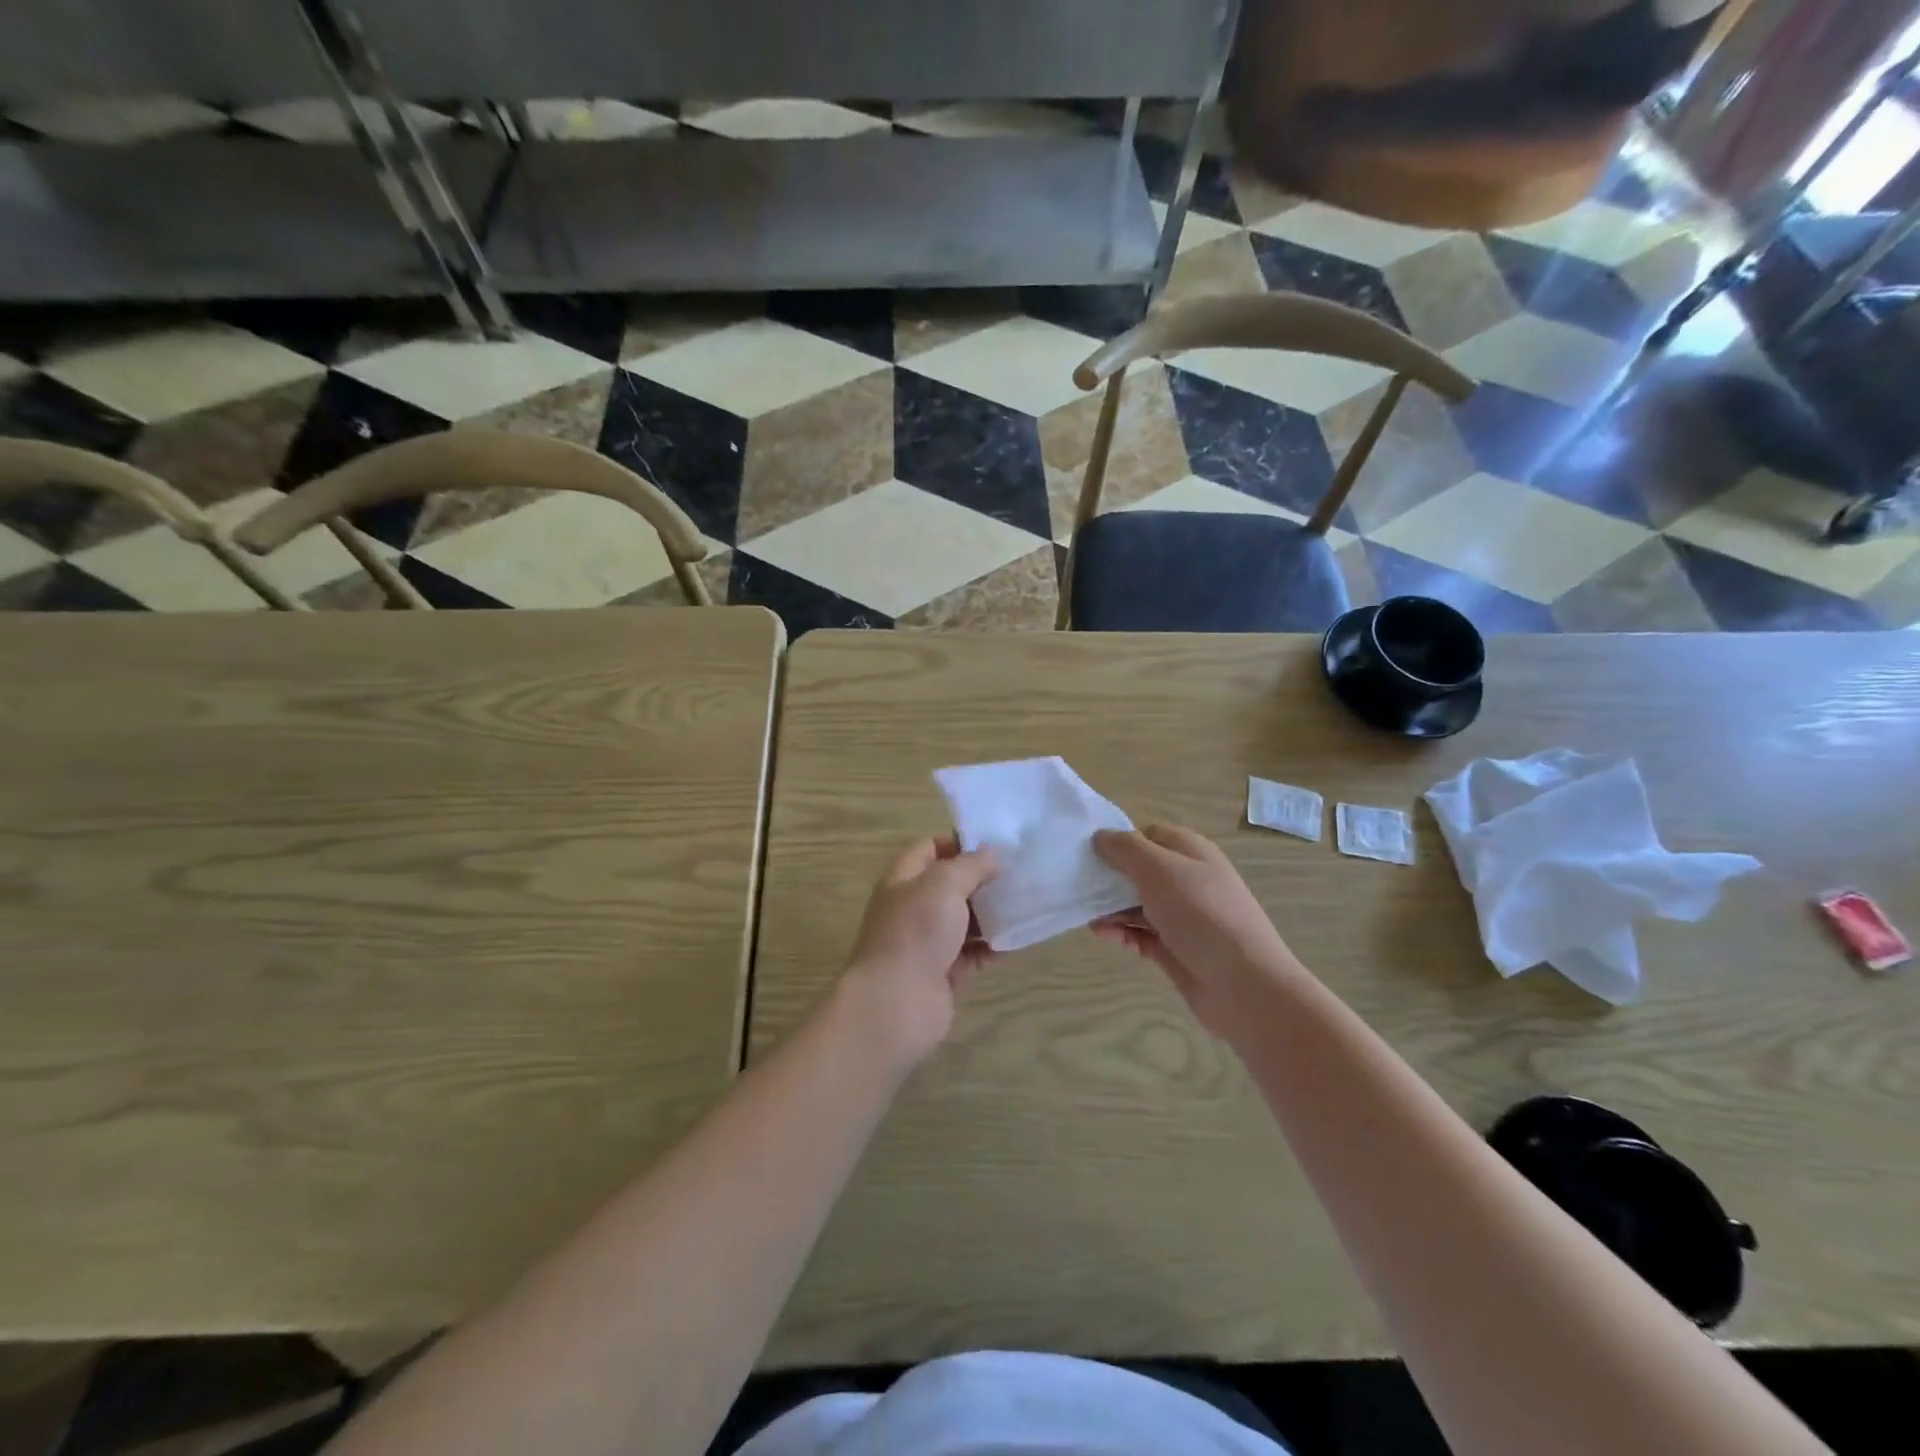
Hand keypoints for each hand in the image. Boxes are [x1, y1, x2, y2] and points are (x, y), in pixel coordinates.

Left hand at [840, 836, 998, 1065]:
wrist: (896, 1004)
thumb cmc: (916, 932)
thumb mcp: (944, 884)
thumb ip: (970, 865)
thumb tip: (992, 854)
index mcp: (903, 879)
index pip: (931, 848)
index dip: (960, 842)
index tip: (996, 844)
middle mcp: (913, 907)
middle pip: (951, 885)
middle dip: (983, 879)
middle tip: (1020, 874)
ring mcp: (927, 942)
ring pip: (964, 920)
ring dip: (992, 913)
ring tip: (1026, 904)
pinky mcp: (943, 973)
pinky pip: (973, 953)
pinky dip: (992, 947)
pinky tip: (1017, 941)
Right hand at [1090, 825, 1295, 1038]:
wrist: (1245, 986)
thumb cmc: (1201, 915)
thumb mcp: (1160, 869)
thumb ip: (1126, 848)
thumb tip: (1101, 837)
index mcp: (1190, 852)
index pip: (1148, 834)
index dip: (1120, 841)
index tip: (1091, 855)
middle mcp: (1188, 880)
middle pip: (1140, 870)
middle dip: (1110, 878)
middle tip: (1082, 888)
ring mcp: (1183, 917)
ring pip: (1138, 904)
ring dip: (1112, 908)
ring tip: (1090, 919)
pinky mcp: (1176, 949)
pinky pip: (1142, 934)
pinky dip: (1123, 933)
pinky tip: (1106, 937)